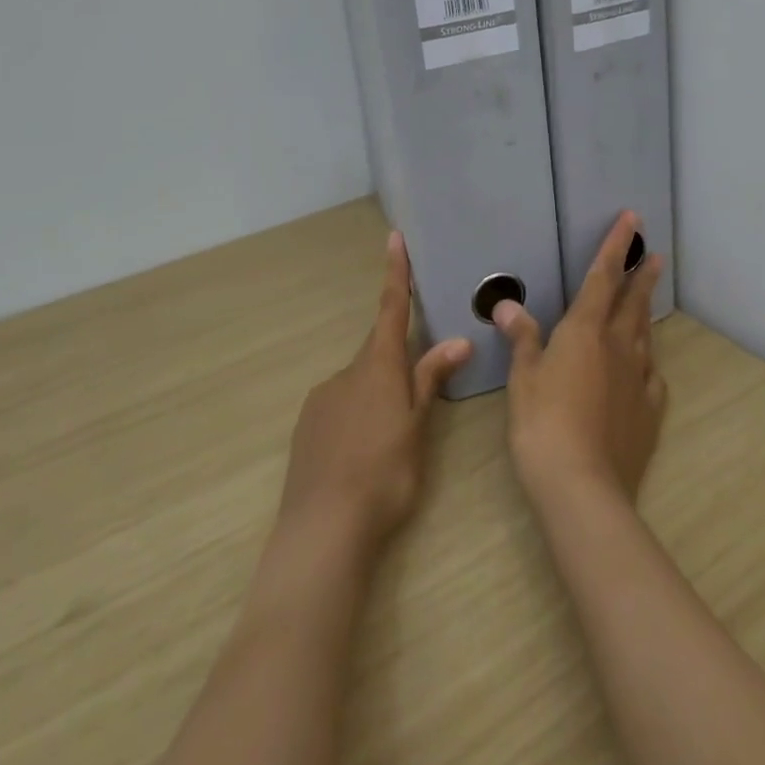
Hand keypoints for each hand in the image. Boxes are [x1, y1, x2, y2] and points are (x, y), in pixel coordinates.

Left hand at [277, 231, 472, 550]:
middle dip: (398, 362)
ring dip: (378, 396)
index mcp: (378, 367)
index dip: (395, 272)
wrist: (323, 527)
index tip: (393, 237)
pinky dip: (357, 416)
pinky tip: (362, 453)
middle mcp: (346, 373)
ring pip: (359, 383)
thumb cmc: (383, 473)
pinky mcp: (307, 426)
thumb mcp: (417, 428)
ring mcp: (322, 399)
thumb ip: (430, 381)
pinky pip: (339, 406)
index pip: (391, 309)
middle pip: (378, 352)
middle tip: (415, 400)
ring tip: (391, 442)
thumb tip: (456, 341)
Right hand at [494, 211, 665, 507]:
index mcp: (585, 331)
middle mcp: (618, 347)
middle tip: (654, 255)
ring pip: (644, 335)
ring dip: (646, 312)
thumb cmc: (542, 423)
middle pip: (632, 303)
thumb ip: (522, 338)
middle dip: (641, 276)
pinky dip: (647, 363)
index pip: (603, 277)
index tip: (632, 219)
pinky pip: (651, 377)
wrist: (582, 486)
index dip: (616, 246)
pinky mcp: (649, 412)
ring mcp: (638, 380)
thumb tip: (508, 304)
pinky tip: (646, 368)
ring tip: (647, 299)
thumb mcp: (523, 377)